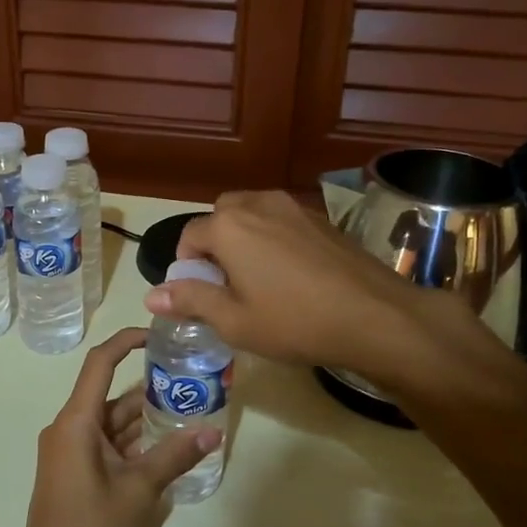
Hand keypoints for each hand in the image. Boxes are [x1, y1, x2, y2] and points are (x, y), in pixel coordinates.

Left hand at [13, 328, 221, 526]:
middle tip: (190, 379)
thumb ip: (175, 456)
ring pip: (112, 422)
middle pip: (111, 394)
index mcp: (77, 422)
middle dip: (149, 387)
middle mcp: (70, 428)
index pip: (100, 363)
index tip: (157, 334)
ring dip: (145, 418)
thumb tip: (213, 431)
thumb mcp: (140, 490)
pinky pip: (107, 444)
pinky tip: (167, 445)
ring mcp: (71, 451)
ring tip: (188, 408)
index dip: (126, 341)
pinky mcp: (76, 472)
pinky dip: (134, 441)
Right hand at [144, 191, 487, 384]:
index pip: (189, 237)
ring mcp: (294, 207)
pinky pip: (281, 221)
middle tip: (228, 285)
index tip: (200, 296)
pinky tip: (291, 275)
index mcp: (229, 226)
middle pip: (221, 217)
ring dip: (244, 239)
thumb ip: (191, 301)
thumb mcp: (234, 321)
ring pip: (253, 215)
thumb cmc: (295, 322)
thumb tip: (151, 294)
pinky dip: (273, 239)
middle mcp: (258, 204)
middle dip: (215, 246)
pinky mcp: (322, 218)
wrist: (375, 316)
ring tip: (258, 280)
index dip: (187, 267)